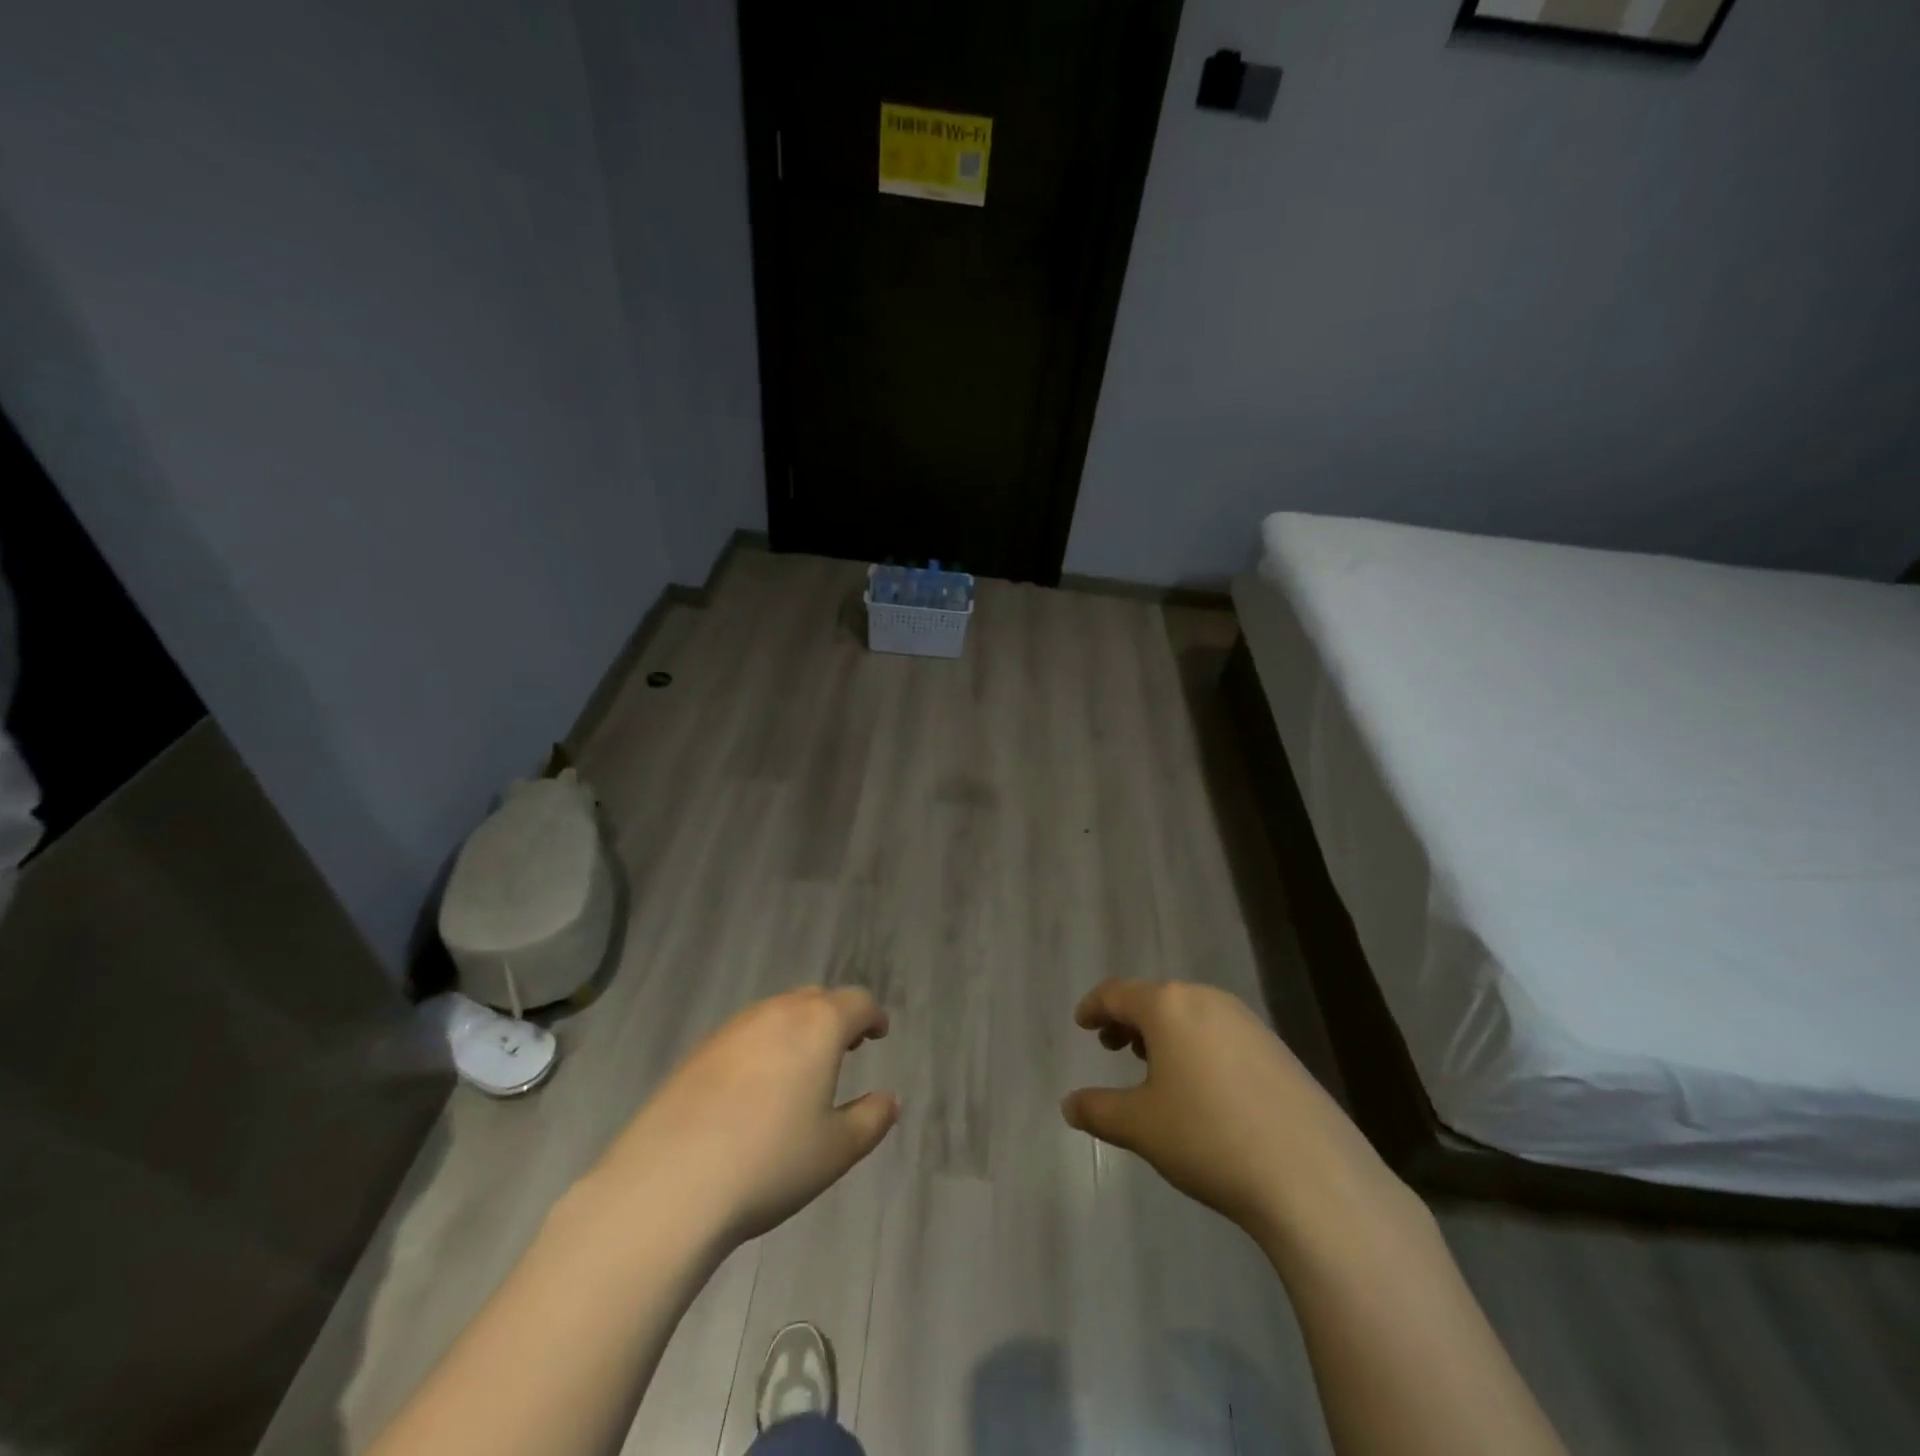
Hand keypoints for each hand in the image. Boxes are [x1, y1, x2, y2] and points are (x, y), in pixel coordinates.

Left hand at [591, 987, 898, 1249]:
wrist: (668, 1184)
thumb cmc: (769, 1162)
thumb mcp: (835, 1150)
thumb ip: (871, 1119)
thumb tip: (889, 1099)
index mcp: (818, 1025)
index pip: (857, 1002)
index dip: (873, 1016)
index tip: (878, 1034)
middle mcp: (777, 1012)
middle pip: (816, 999)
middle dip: (836, 1017)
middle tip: (845, 1048)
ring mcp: (733, 1028)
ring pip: (777, 1013)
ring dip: (798, 1029)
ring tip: (801, 1068)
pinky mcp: (698, 1051)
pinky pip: (745, 1034)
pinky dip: (763, 1046)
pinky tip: (755, 1089)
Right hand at [1062, 979, 1409, 1251]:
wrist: (1312, 1177)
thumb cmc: (1208, 1138)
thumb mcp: (1141, 1126)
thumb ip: (1098, 1110)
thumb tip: (1069, 1105)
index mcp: (1168, 1006)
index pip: (1117, 993)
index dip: (1094, 1007)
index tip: (1081, 1023)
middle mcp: (1207, 1001)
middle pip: (1156, 999)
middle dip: (1129, 1021)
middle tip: (1111, 1048)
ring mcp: (1248, 1022)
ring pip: (1191, 1015)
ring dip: (1164, 1034)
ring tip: (1153, 1068)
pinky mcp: (1277, 1049)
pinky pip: (1221, 1033)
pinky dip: (1197, 1047)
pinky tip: (1201, 1088)